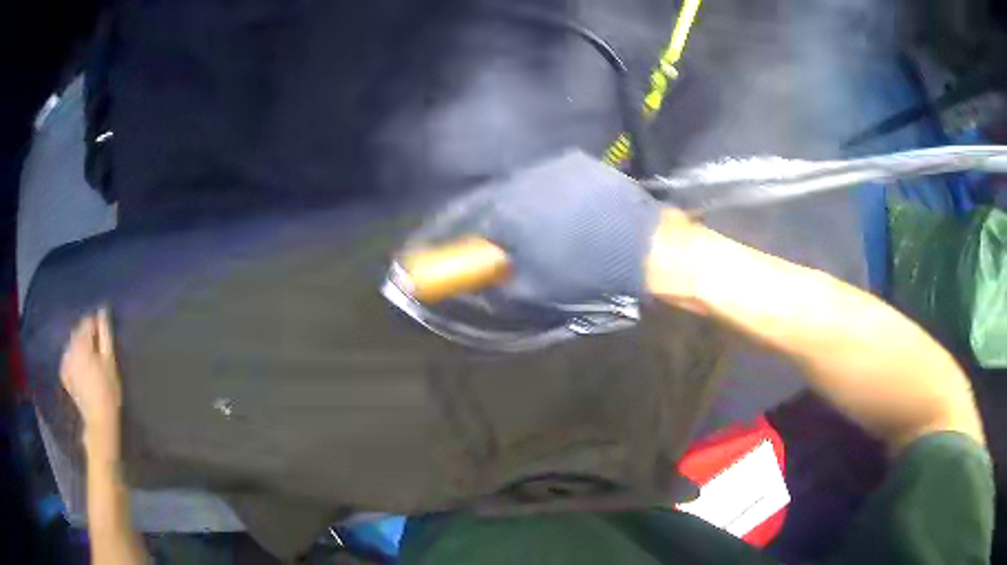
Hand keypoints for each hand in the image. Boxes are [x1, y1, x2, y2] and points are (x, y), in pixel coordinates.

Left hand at [60, 308, 121, 450]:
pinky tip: (81, 369)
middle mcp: (70, 347)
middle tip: (98, 349)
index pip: (87, 321)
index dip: (96, 325)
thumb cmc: (108, 390)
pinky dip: (73, 358)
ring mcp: (65, 361)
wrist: (99, 420)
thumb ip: (105, 334)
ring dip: (80, 346)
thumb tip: (103, 311)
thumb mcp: (110, 360)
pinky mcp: (64, 374)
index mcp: (81, 342)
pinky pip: (68, 358)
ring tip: (90, 360)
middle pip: (78, 332)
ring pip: (72, 344)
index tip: (104, 336)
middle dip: (87, 336)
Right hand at [411, 151, 662, 308]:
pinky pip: (551, 179)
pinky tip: (560, 212)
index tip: (450, 249)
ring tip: (532, 227)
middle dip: (489, 222)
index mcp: (508, 211)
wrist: (646, 247)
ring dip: (519, 206)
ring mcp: (554, 166)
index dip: (454, 238)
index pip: (464, 222)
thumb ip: (498, 285)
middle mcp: (524, 180)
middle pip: (492, 200)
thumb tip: (478, 281)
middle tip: (495, 241)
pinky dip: (546, 195)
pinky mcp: (579, 162)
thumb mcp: (535, 289)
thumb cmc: (588, 272)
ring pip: (522, 187)